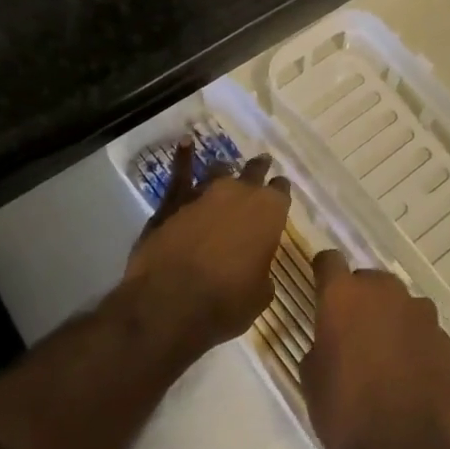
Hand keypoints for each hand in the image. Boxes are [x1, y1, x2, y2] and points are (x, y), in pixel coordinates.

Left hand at [124, 141, 290, 354]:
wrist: (169, 303)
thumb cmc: (225, 303)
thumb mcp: (259, 295)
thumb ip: (262, 271)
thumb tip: (256, 268)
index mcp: (269, 212)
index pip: (281, 191)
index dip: (280, 192)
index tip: (280, 192)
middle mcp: (239, 193)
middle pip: (253, 172)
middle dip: (258, 169)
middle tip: (262, 165)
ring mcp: (203, 192)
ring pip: (219, 171)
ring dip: (225, 171)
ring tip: (228, 169)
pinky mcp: (173, 201)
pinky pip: (181, 173)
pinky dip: (183, 157)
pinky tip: (185, 144)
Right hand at [303, 249, 449, 448]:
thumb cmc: (345, 413)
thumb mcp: (311, 377)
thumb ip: (321, 341)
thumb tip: (332, 338)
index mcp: (343, 296)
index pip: (329, 260)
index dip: (324, 272)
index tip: (321, 289)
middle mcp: (384, 292)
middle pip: (369, 279)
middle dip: (360, 298)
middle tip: (353, 331)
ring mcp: (419, 312)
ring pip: (399, 302)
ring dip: (390, 317)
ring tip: (384, 353)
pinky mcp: (444, 338)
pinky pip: (422, 328)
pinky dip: (414, 340)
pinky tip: (409, 371)